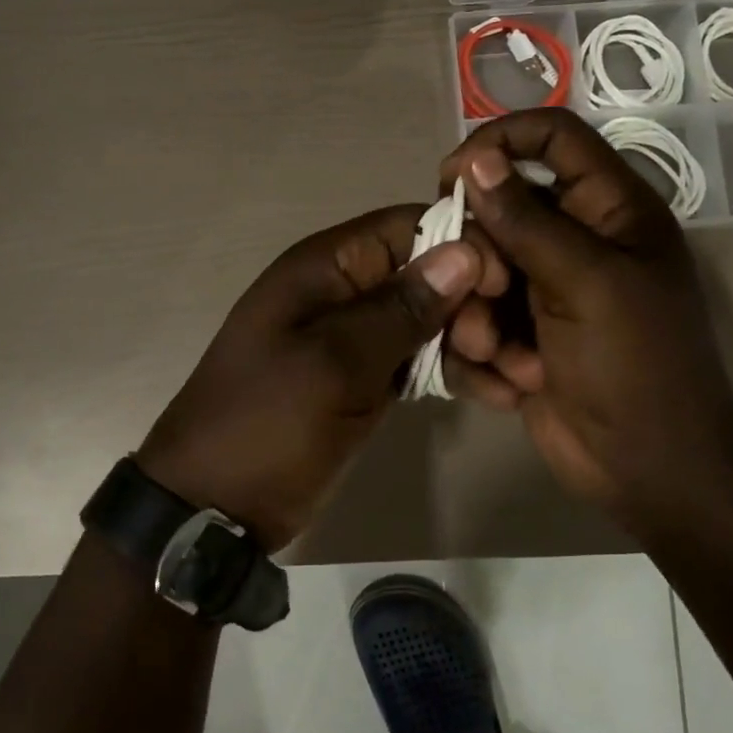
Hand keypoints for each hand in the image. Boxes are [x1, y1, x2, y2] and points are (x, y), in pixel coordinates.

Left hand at [137, 207, 490, 549]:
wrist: (213, 506)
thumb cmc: (266, 424)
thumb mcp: (333, 364)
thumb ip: (399, 309)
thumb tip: (463, 252)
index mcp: (325, 267)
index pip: (408, 226)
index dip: (462, 244)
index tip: (504, 286)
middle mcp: (344, 291)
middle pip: (428, 272)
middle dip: (474, 304)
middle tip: (498, 351)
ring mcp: (356, 337)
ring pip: (431, 319)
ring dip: (476, 342)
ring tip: (519, 380)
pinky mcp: (366, 378)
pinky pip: (420, 360)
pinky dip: (457, 373)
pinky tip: (499, 396)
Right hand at [438, 109, 732, 524]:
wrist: (648, 470)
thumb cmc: (636, 365)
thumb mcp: (587, 283)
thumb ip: (527, 220)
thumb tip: (476, 160)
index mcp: (611, 210)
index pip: (553, 138)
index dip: (501, 141)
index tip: (452, 176)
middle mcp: (575, 240)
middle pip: (499, 209)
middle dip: (481, 256)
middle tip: (487, 292)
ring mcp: (545, 289)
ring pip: (477, 270)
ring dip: (477, 315)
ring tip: (500, 356)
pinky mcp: (520, 333)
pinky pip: (476, 318)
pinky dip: (483, 352)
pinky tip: (511, 384)